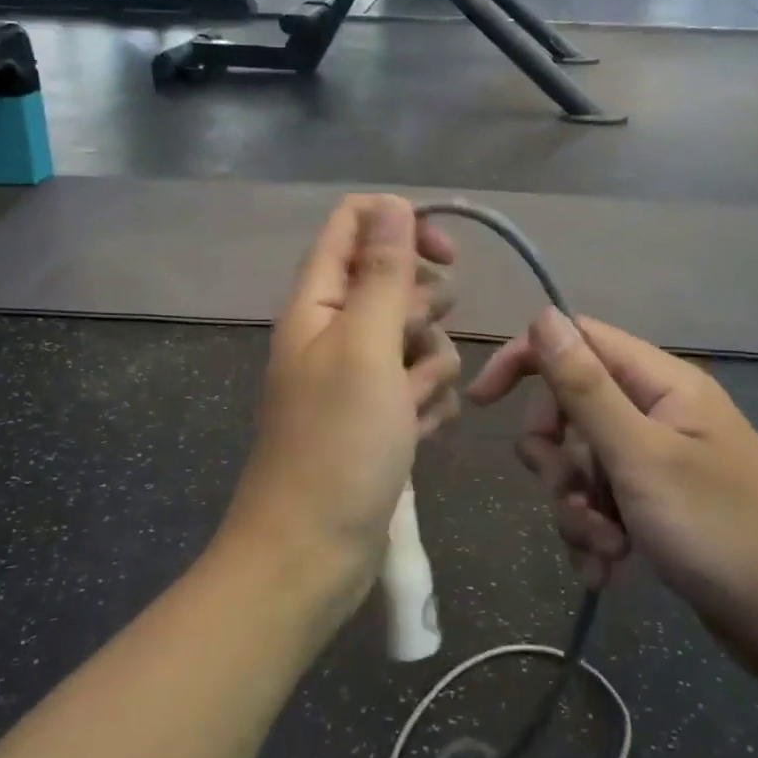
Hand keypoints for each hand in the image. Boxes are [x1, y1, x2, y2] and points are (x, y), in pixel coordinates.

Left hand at [221, 196, 460, 604]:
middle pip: (396, 283)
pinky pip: (420, 385)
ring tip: (412, 408)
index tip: (446, 257)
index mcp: (317, 301)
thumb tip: (393, 204)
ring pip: (418, 337)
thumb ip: (383, 273)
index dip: (401, 226)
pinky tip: (418, 435)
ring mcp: (358, 376)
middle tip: (411, 349)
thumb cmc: (337, 444)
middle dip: (423, 312)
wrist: (312, 552)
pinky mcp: (379, 416)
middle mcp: (335, 330)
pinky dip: (426, 404)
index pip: (354, 225)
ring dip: (430, 367)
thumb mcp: (366, 347)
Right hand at [467, 309, 757, 693]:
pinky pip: (601, 502)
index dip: (526, 361)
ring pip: (580, 463)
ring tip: (604, 549)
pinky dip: (595, 533)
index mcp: (661, 383)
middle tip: (570, 495)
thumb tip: (543, 316)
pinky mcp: (657, 504)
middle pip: (571, 407)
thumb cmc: (721, 532)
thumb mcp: (640, 456)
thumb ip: (585, 386)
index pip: (577, 341)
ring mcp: (658, 459)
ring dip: (575, 507)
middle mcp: (658, 411)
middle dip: (556, 457)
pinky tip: (610, 570)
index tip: (483, 403)